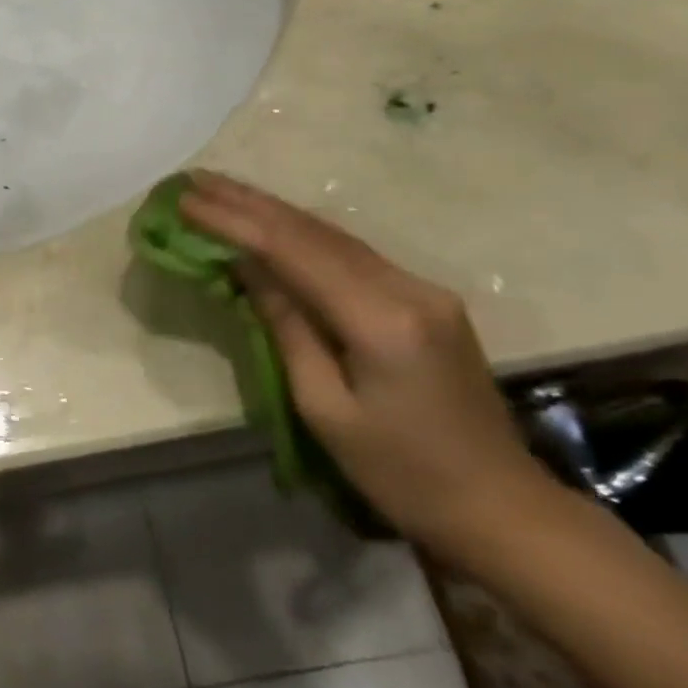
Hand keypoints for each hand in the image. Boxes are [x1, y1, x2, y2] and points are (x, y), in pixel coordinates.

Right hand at [180, 172, 553, 558]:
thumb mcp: (325, 408)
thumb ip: (286, 327)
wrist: (501, 507)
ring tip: (222, 191)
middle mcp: (407, 287)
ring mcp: (422, 287)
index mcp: (382, 320)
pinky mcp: (424, 297)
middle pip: (314, 231)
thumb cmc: (401, 473)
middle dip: (248, 202)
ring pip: (333, 235)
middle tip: (195, 180)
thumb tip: (247, 267)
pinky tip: (272, 222)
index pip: (292, 252)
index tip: (187, 200)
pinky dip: (302, 234)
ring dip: (273, 211)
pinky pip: (350, 253)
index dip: (234, 222)